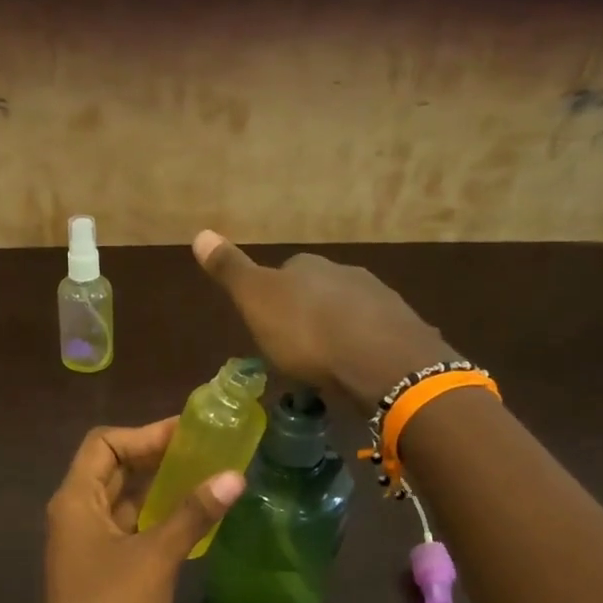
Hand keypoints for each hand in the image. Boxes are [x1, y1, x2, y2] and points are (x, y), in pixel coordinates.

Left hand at [32, 420, 244, 602]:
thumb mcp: (156, 556)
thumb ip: (193, 513)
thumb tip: (235, 476)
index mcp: (75, 501)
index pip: (103, 444)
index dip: (143, 433)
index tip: (188, 434)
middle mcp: (77, 519)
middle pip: (113, 471)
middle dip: (155, 457)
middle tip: (206, 452)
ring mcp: (91, 550)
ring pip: (126, 504)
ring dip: (160, 490)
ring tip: (208, 480)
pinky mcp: (108, 578)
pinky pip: (133, 535)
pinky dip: (160, 522)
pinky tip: (196, 524)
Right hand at [193, 230, 453, 407]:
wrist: (378, 361)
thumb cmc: (307, 333)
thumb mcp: (256, 301)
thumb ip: (231, 270)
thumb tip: (199, 232)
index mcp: (308, 266)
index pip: (286, 271)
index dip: (274, 296)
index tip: (266, 323)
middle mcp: (346, 273)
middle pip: (319, 291)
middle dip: (307, 314)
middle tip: (294, 348)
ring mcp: (380, 300)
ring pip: (349, 313)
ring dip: (336, 331)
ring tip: (324, 363)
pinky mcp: (402, 331)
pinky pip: (373, 337)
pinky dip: (361, 349)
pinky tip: (355, 370)